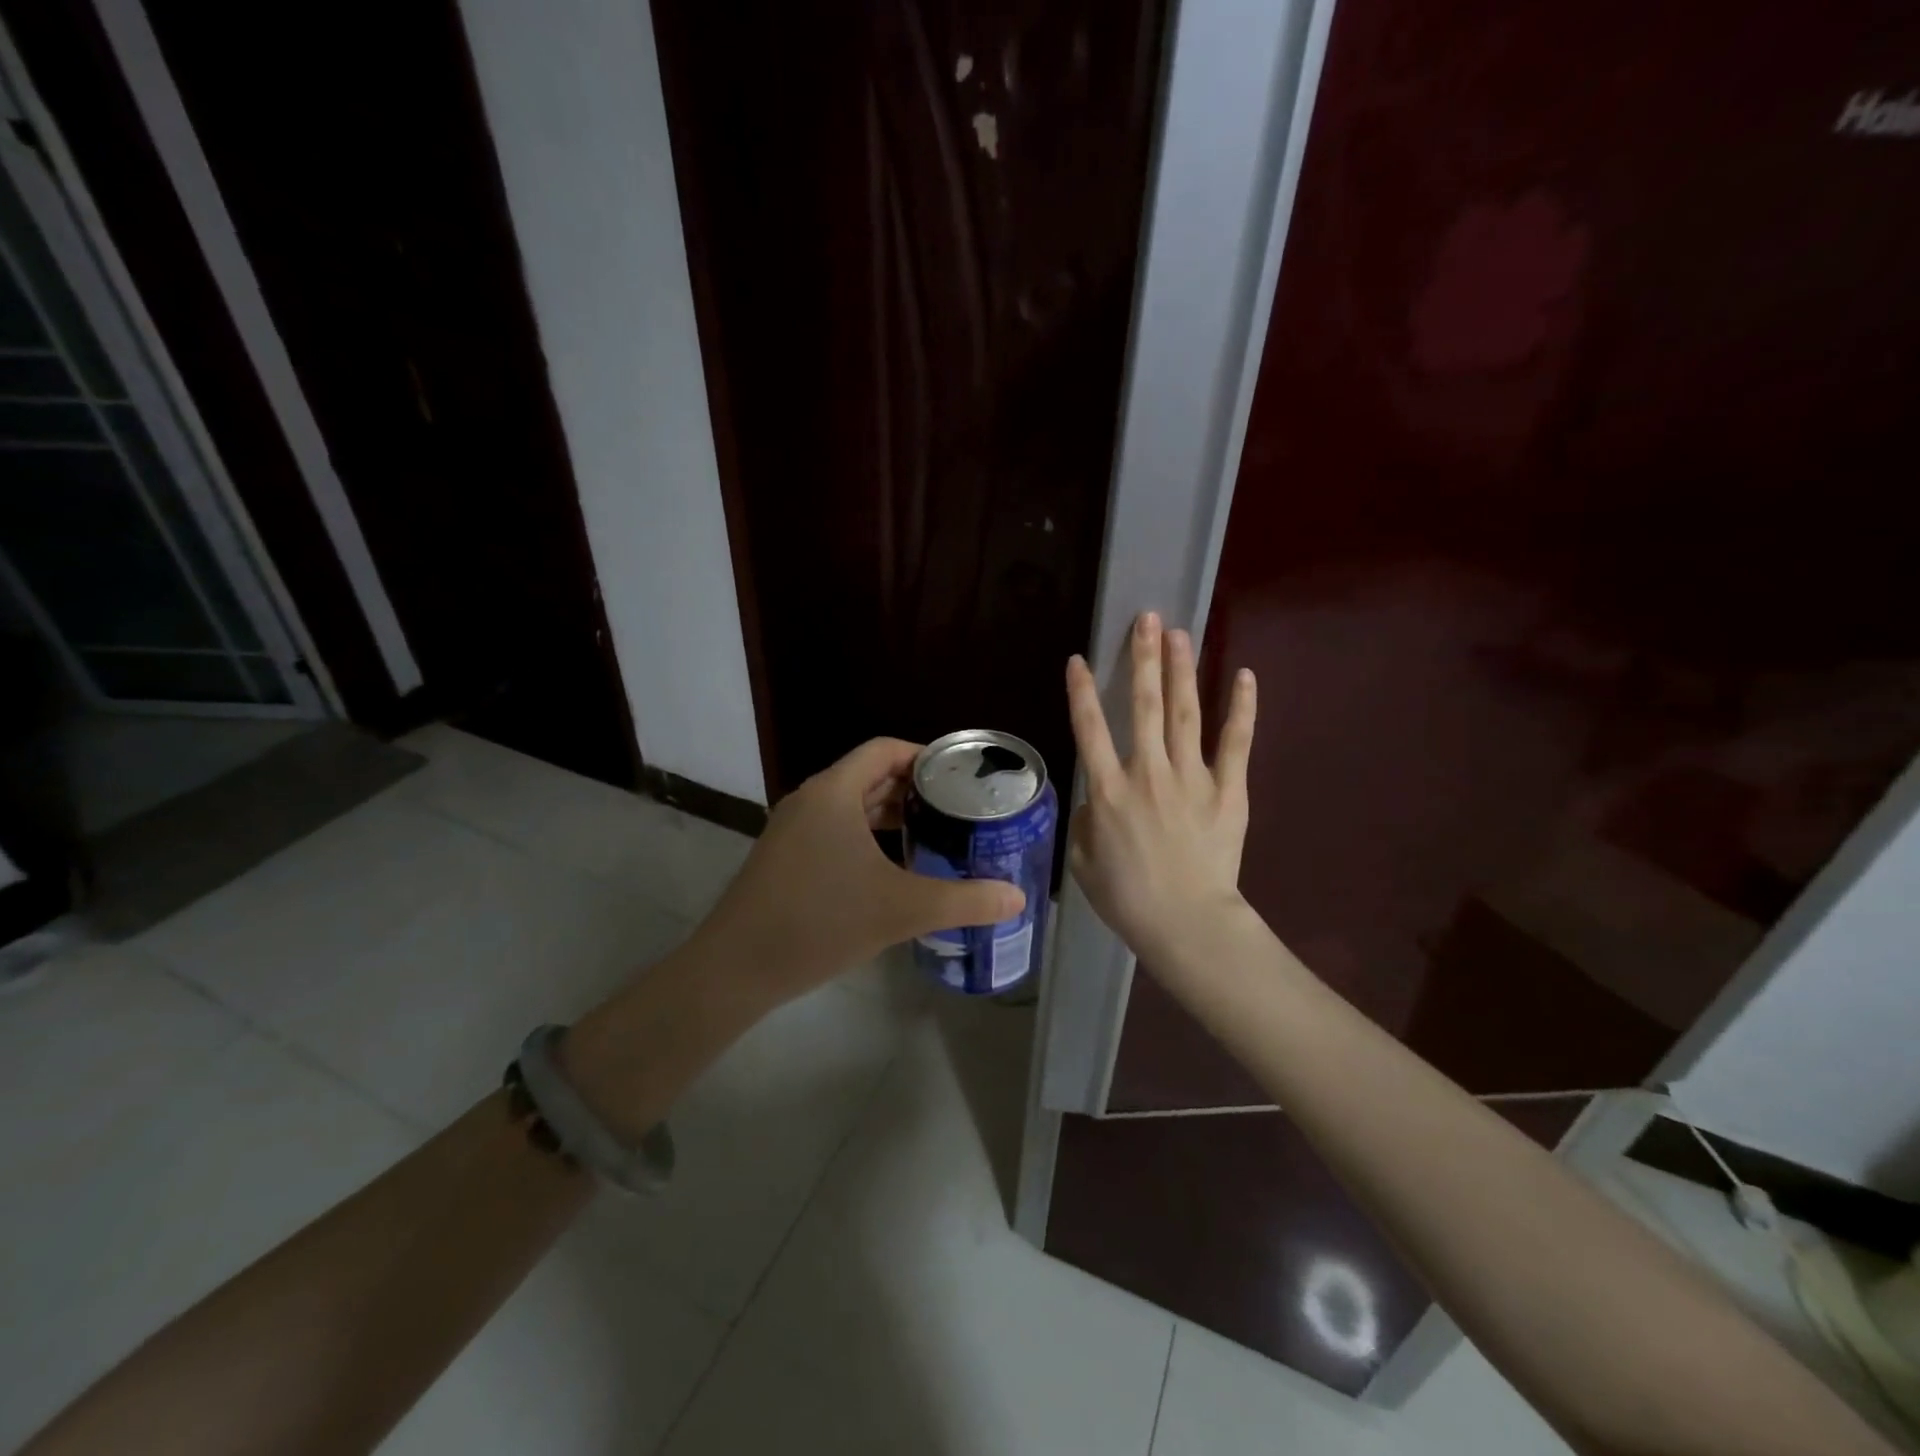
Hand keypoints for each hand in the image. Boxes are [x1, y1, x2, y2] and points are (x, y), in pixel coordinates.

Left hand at [697, 737, 1025, 1006]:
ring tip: (933, 834)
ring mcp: (792, 829)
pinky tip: (892, 869)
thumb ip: (964, 901)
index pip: (885, 750)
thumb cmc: (821, 922)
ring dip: (889, 815)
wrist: (736, 968)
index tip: (960, 777)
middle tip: (958, 809)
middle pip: (869, 775)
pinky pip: (833, 830)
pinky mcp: (784, 857)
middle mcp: (811, 799)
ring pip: (850, 806)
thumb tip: (1018, 897)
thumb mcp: (901, 909)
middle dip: (913, 789)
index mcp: (834, 792)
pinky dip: (866, 837)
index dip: (925, 756)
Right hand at [1065, 611, 1256, 965]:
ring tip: (1179, 632)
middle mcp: (1148, 773)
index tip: (1079, 659)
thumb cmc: (1128, 898)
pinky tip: (1244, 675)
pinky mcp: (1229, 790)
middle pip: (1143, 705)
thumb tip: (1097, 798)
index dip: (1082, 692)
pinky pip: (1237, 743)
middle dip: (1144, 659)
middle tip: (1147, 620)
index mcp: (1109, 791)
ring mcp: (1192, 778)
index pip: (1090, 729)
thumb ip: (1086, 821)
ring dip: (1181, 670)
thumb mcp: (1083, 862)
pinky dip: (1242, 708)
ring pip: (1184, 713)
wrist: (1188, 924)